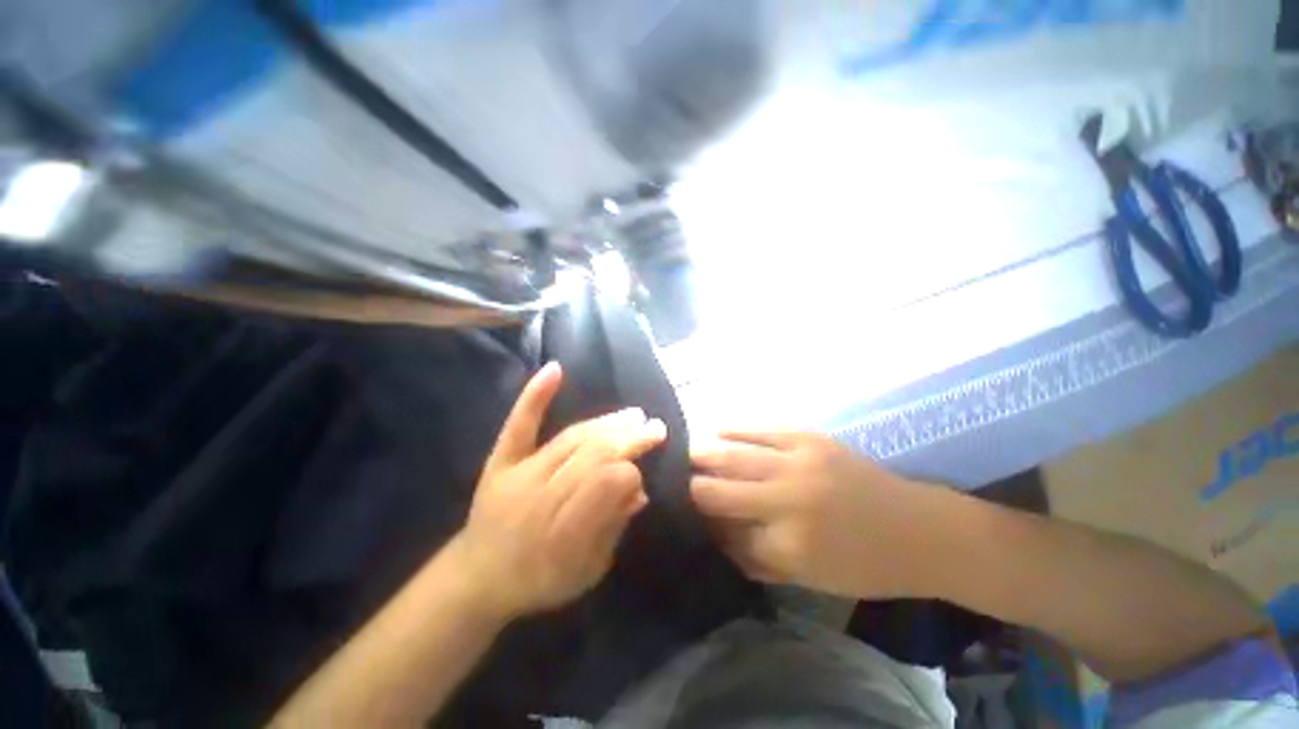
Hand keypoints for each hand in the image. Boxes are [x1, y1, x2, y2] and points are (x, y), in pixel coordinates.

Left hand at [451, 363, 666, 619]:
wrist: (478, 578)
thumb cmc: (539, 580)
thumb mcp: (586, 572)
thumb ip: (613, 530)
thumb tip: (641, 492)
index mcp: (563, 528)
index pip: (607, 483)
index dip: (630, 473)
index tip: (643, 474)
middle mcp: (541, 493)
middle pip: (592, 454)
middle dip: (629, 440)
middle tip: (656, 428)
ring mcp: (520, 471)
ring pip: (571, 437)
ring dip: (607, 423)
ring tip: (634, 414)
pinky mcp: (502, 459)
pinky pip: (520, 425)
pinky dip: (536, 397)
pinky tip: (554, 369)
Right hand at [690, 431, 952, 599]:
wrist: (919, 530)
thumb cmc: (864, 565)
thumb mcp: (808, 578)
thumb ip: (755, 558)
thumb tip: (713, 536)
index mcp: (787, 545)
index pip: (722, 531)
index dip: (698, 521)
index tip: (681, 513)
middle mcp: (785, 501)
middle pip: (717, 489)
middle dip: (690, 485)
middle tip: (673, 479)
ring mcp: (797, 463)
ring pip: (731, 454)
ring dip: (701, 453)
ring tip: (684, 452)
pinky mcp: (809, 439)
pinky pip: (758, 429)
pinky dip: (731, 429)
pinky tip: (714, 428)